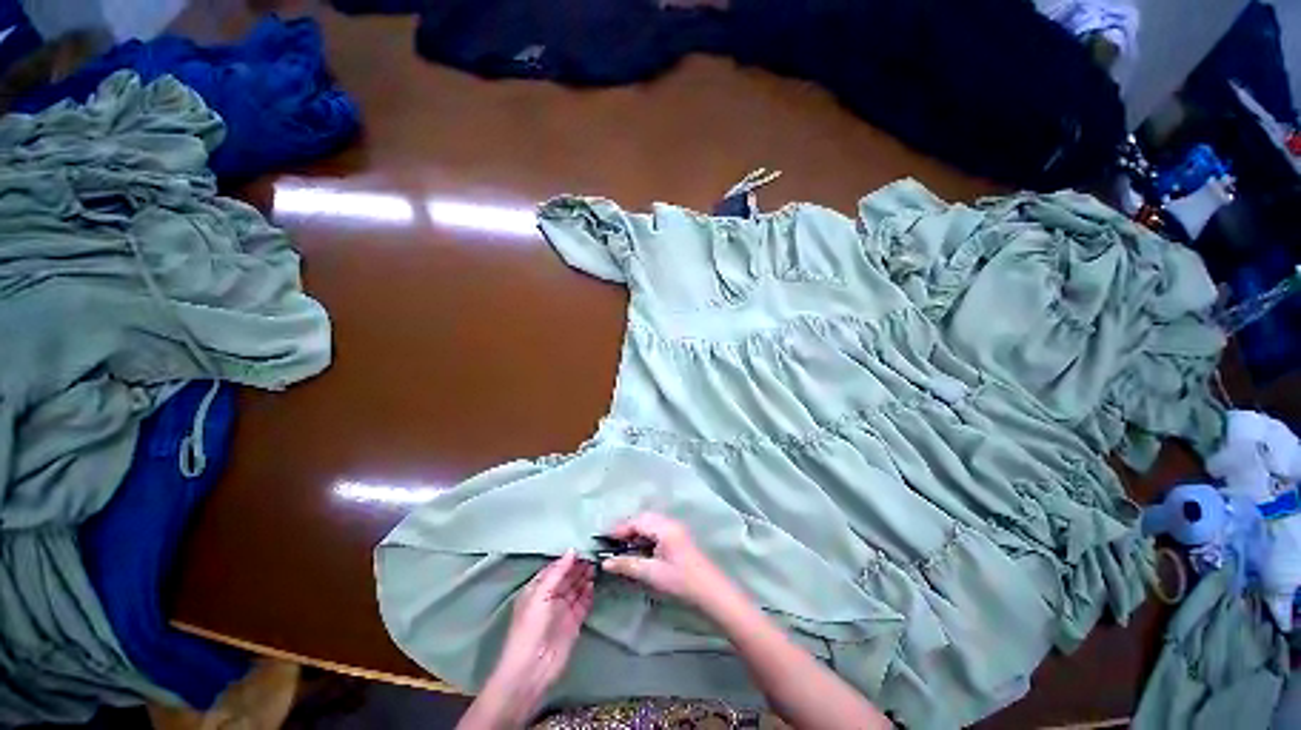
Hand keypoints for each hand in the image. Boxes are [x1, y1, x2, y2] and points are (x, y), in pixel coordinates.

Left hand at [465, 551, 593, 728]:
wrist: (532, 669)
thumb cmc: (530, 628)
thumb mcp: (540, 596)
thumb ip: (557, 573)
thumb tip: (572, 550)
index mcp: (538, 589)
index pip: (555, 568)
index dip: (568, 558)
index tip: (583, 546)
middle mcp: (551, 597)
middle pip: (567, 576)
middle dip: (579, 566)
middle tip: (594, 553)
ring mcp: (563, 610)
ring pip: (576, 588)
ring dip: (585, 576)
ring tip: (597, 564)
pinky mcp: (574, 622)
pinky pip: (583, 603)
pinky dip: (589, 593)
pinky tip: (594, 582)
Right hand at [601, 513, 732, 608]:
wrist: (711, 592)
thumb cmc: (681, 581)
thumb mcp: (652, 573)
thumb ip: (628, 565)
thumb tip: (605, 563)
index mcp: (664, 527)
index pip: (637, 521)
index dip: (620, 529)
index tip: (604, 539)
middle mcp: (670, 523)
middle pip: (644, 518)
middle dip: (627, 528)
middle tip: (612, 542)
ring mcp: (676, 529)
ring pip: (651, 523)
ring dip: (636, 531)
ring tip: (623, 546)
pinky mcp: (679, 538)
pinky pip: (658, 529)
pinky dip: (645, 536)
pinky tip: (640, 549)